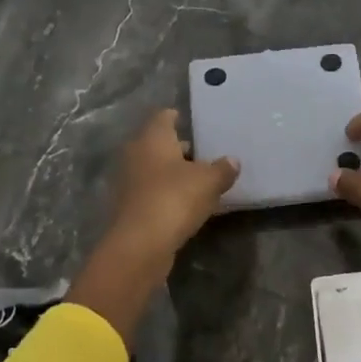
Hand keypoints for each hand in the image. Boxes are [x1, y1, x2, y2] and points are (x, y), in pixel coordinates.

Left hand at [105, 108, 239, 259]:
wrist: (140, 244)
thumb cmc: (175, 199)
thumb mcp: (209, 182)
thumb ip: (222, 169)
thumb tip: (232, 160)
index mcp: (153, 138)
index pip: (163, 117)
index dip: (177, 117)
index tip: (192, 121)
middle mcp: (135, 154)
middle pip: (157, 144)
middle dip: (178, 148)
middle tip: (203, 153)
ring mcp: (128, 182)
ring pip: (153, 169)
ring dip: (171, 173)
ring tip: (198, 180)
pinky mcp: (128, 207)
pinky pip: (150, 192)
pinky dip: (165, 193)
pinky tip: (184, 204)